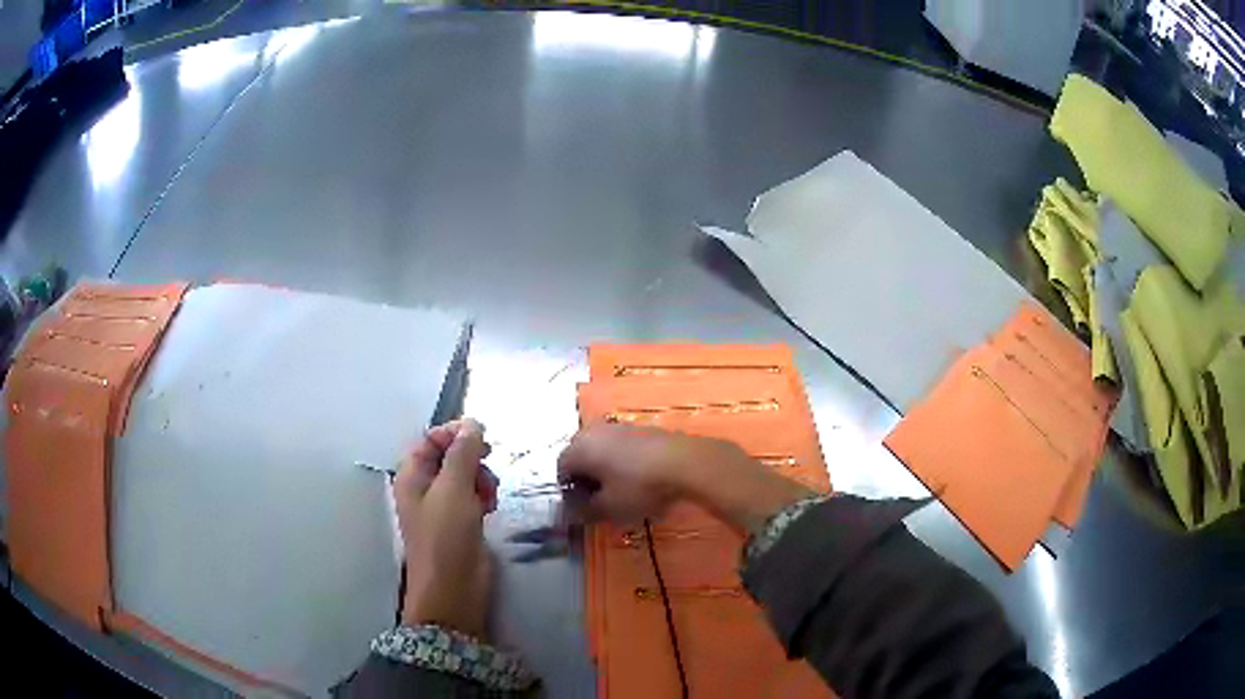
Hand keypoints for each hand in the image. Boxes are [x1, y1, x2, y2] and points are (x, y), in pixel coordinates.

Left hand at [394, 419, 497, 637]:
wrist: (454, 588)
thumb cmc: (446, 536)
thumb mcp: (454, 489)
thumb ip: (463, 452)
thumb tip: (472, 422)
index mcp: (412, 475)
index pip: (431, 438)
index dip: (454, 433)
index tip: (482, 435)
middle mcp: (425, 487)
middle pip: (449, 455)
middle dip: (471, 456)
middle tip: (489, 462)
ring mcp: (443, 506)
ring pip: (465, 475)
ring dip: (481, 476)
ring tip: (490, 493)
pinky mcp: (461, 522)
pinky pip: (473, 496)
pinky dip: (484, 495)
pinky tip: (491, 506)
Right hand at [557, 424, 812, 531]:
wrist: (686, 462)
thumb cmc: (639, 487)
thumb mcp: (609, 508)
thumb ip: (585, 511)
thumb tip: (571, 513)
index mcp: (580, 447)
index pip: (561, 468)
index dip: (569, 491)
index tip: (582, 508)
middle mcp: (594, 431)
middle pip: (580, 456)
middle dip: (586, 479)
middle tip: (599, 501)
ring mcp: (619, 426)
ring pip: (602, 450)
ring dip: (605, 470)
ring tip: (621, 492)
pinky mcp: (642, 428)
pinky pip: (621, 446)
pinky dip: (623, 462)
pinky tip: (640, 480)